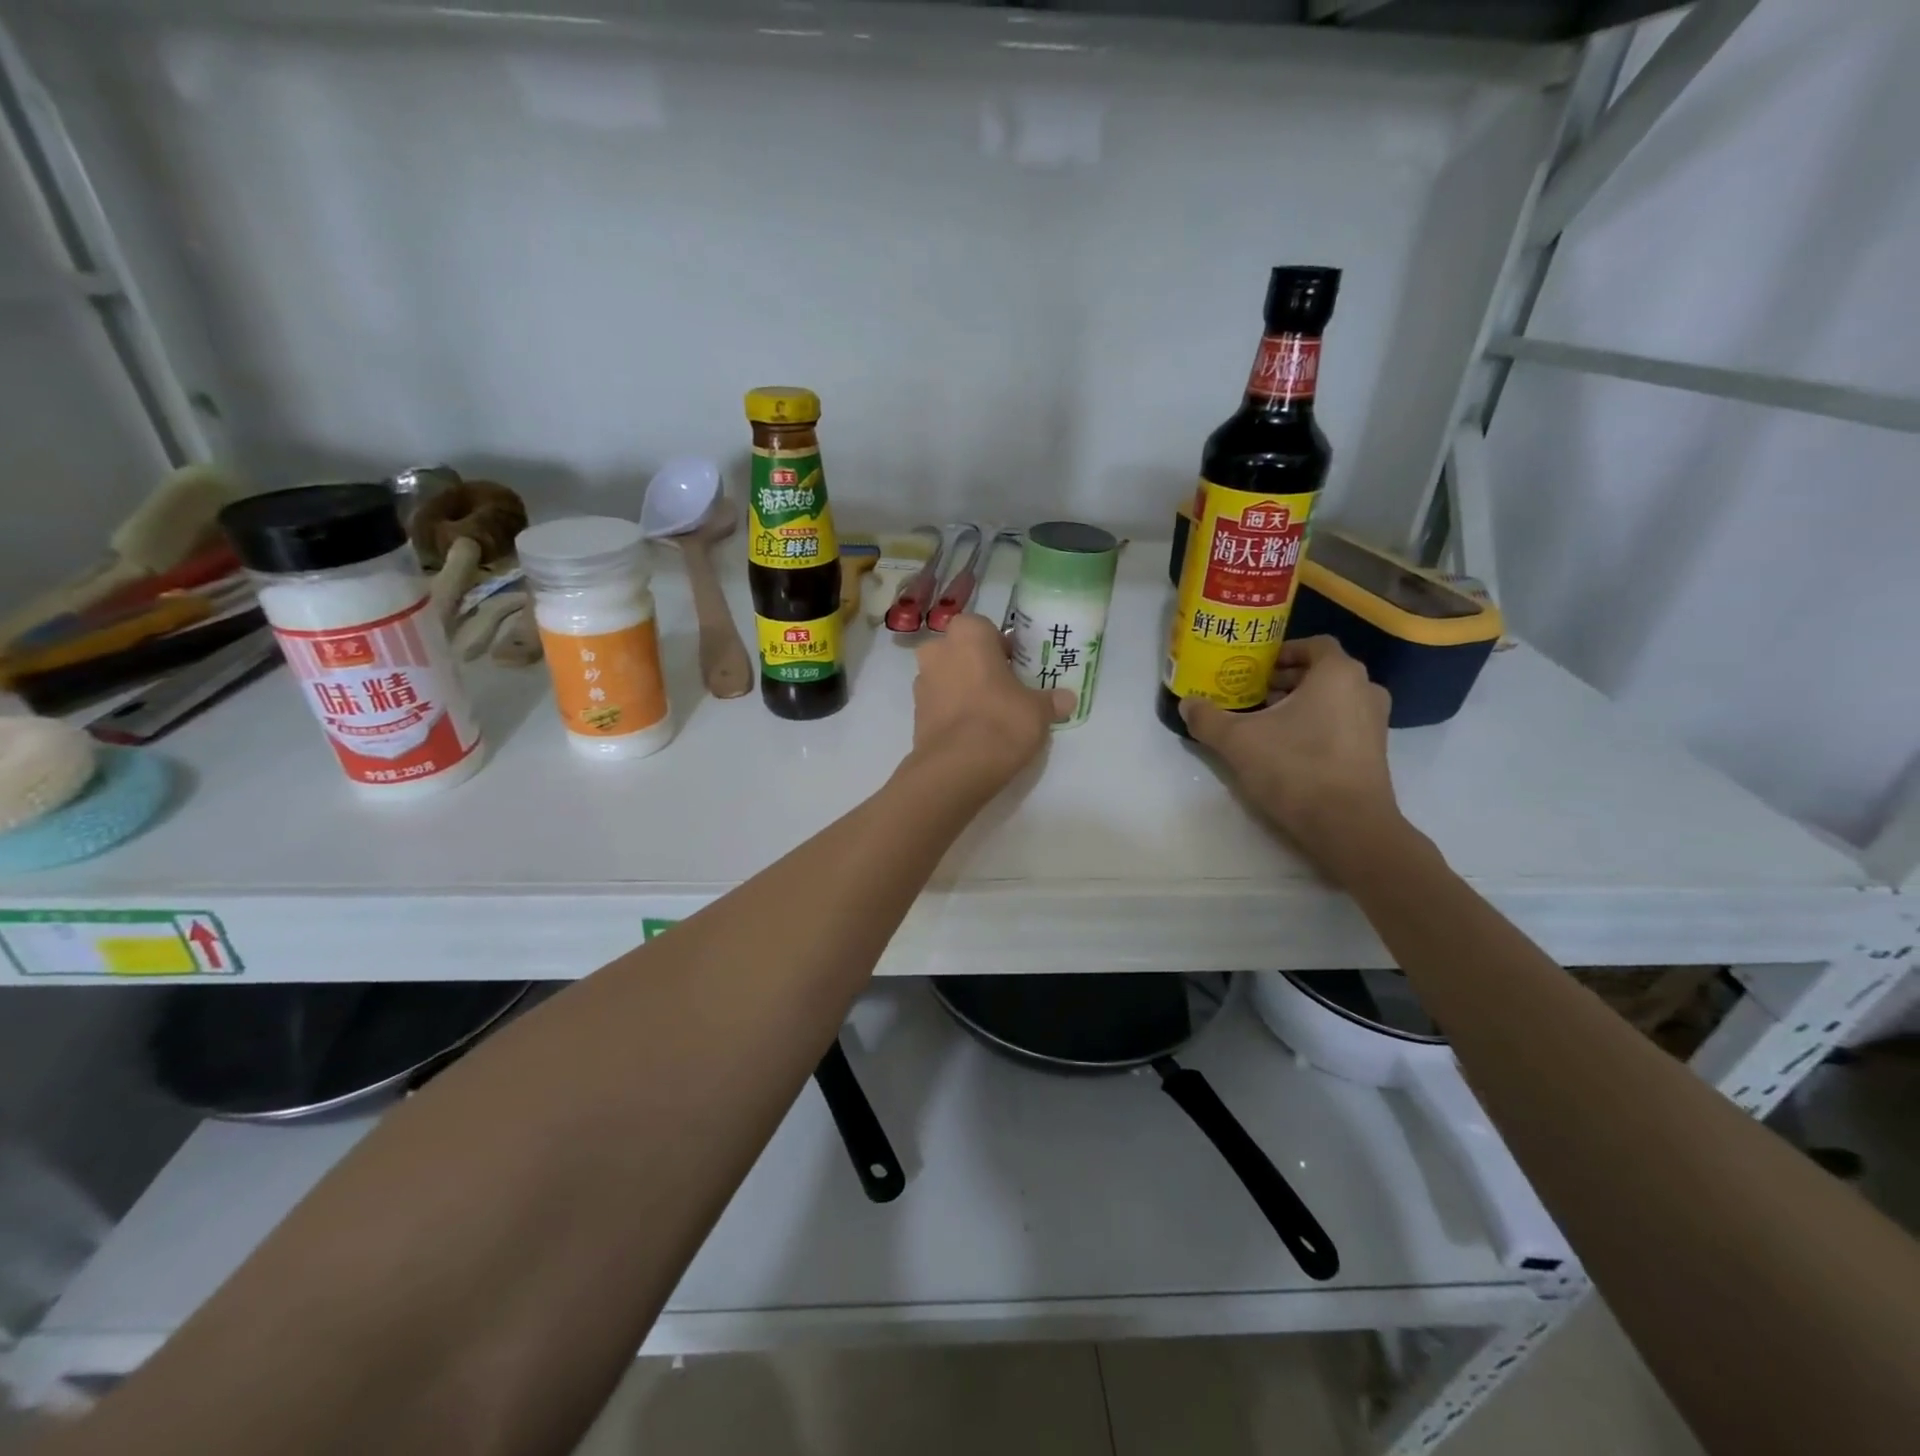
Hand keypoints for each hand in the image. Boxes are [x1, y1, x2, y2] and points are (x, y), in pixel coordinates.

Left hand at [908, 614, 1073, 789]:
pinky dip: (954, 711)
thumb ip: (1051, 700)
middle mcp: (937, 650)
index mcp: (968, 634)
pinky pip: (940, 703)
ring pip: (948, 677)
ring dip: (965, 689)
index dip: (1002, 647)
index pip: (986, 629)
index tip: (1017, 668)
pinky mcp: (915, 713)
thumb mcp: (1038, 710)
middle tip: (1005, 690)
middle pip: (963, 652)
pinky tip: (973, 732)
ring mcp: (921, 682)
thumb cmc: (1001, 721)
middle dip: (980, 666)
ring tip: (990, 714)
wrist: (956, 768)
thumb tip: (1067, 699)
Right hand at [1181, 636, 1405, 877]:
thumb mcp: (1237, 741)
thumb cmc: (1295, 768)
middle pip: (1321, 672)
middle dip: (1286, 680)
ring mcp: (1375, 722)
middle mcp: (1364, 689)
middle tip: (1251, 693)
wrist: (1348, 826)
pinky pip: (1342, 724)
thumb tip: (1187, 704)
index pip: (1313, 644)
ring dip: (1300, 704)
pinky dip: (1316, 725)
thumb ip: (1208, 718)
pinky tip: (1286, 747)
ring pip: (1332, 699)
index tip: (1255, 667)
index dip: (1282, 652)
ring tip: (1264, 721)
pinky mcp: (1374, 752)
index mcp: (1337, 673)